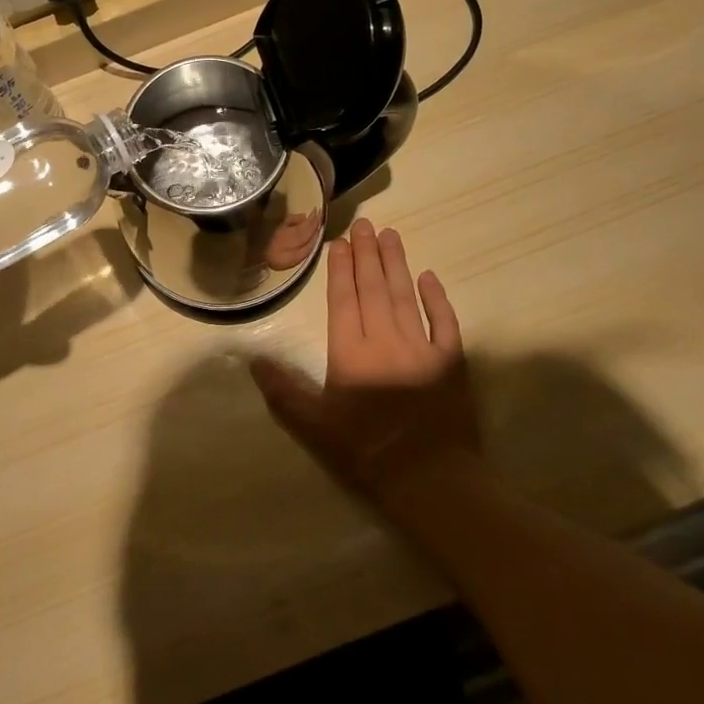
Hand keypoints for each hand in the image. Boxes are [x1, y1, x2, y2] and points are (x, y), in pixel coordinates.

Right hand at [250, 218, 475, 511]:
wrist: (430, 479)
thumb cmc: (366, 451)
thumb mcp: (314, 427)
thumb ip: (284, 392)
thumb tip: (253, 361)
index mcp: (351, 352)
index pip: (344, 299)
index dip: (341, 268)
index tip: (340, 241)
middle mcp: (385, 339)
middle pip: (374, 288)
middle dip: (367, 255)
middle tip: (366, 224)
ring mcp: (422, 347)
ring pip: (405, 296)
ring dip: (397, 264)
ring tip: (391, 235)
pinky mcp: (451, 362)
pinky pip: (445, 322)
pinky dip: (437, 298)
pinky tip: (429, 277)